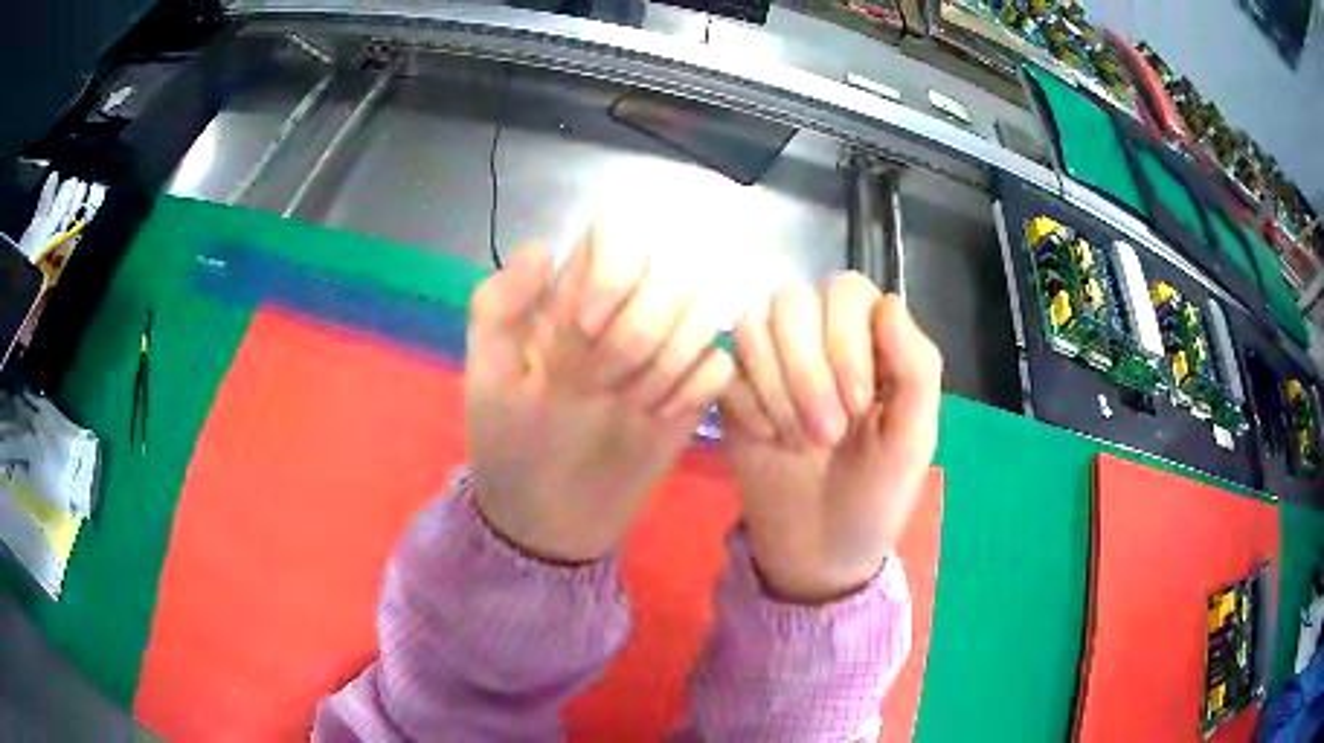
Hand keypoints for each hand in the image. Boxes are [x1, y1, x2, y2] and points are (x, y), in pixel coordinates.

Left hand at [466, 225, 733, 562]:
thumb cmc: (508, 441)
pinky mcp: (691, 395)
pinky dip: (695, 388)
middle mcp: (626, 313)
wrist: (546, 516)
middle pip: (670, 273)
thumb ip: (498, 304)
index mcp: (574, 297)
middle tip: (598, 384)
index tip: (585, 324)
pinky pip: (720, 365)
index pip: (617, 232)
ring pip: (703, 314)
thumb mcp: (486, 374)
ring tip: (630, 405)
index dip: (614, 267)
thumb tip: (543, 247)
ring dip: (666, 362)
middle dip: (637, 331)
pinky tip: (658, 419)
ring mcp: (664, 354)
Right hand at [720, 273, 941, 602]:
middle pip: (792, 300)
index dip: (846, 338)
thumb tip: (889, 303)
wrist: (818, 550)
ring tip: (796, 442)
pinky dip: (747, 405)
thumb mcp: (912, 439)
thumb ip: (916, 368)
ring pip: (752, 326)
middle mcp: (818, 338)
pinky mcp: (734, 390)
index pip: (847, 290)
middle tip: (826, 435)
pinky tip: (768, 440)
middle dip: (807, 371)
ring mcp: (771, 362)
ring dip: (776, 389)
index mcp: (870, 341)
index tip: (858, 406)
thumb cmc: (876, 494)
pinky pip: (723, 365)